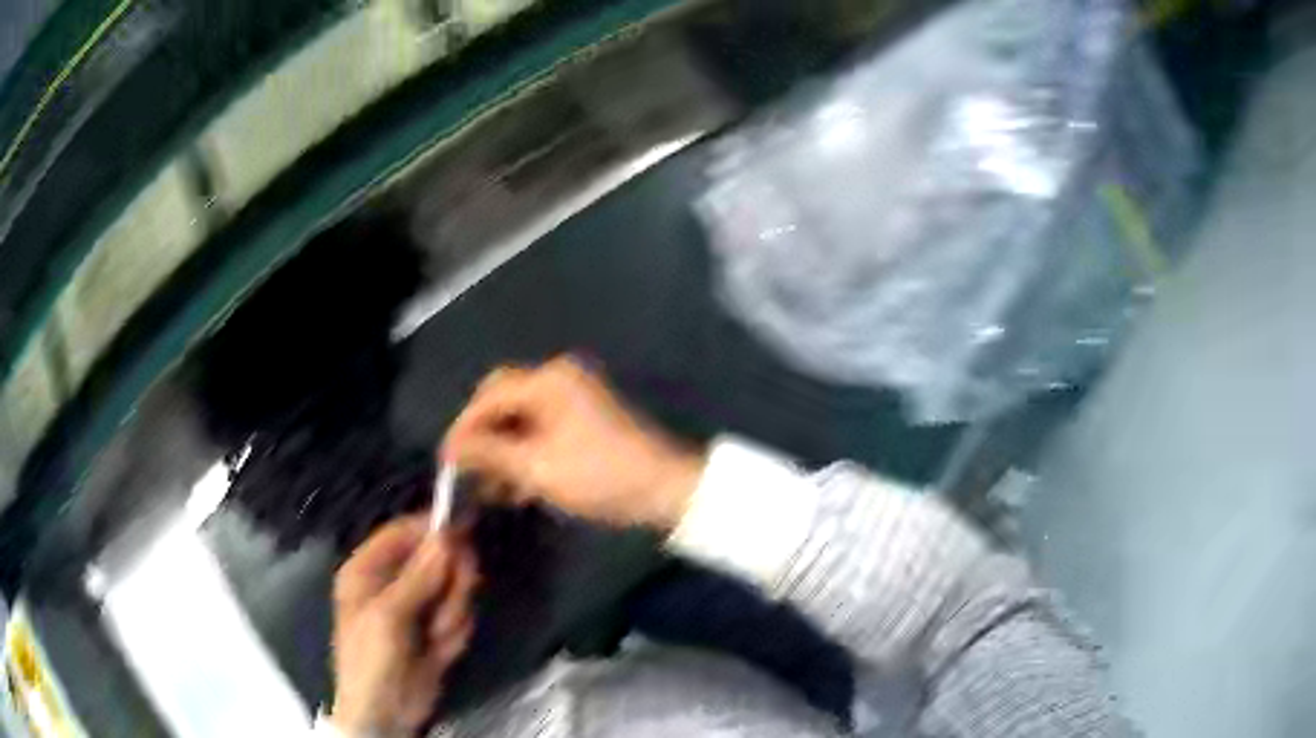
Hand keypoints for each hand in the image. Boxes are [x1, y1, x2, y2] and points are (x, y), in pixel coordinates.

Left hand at [331, 513, 477, 736]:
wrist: (387, 714)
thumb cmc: (372, 661)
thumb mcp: (389, 616)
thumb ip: (418, 576)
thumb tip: (446, 536)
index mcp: (368, 570)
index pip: (403, 532)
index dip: (431, 529)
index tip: (464, 532)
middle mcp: (393, 581)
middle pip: (436, 558)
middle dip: (449, 583)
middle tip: (452, 602)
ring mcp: (417, 605)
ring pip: (454, 588)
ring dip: (453, 613)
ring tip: (437, 638)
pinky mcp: (437, 627)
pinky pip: (460, 615)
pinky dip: (457, 633)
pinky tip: (441, 651)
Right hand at [442, 355, 705, 531]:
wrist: (665, 489)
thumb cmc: (599, 477)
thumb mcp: (537, 468)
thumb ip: (489, 453)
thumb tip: (451, 447)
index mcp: (548, 381)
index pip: (488, 396)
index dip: (463, 428)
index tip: (446, 462)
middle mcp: (559, 378)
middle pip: (503, 401)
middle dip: (483, 438)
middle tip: (468, 472)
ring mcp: (574, 396)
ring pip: (521, 418)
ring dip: (504, 450)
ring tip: (493, 490)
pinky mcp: (584, 418)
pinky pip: (541, 428)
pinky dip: (526, 453)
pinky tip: (518, 486)